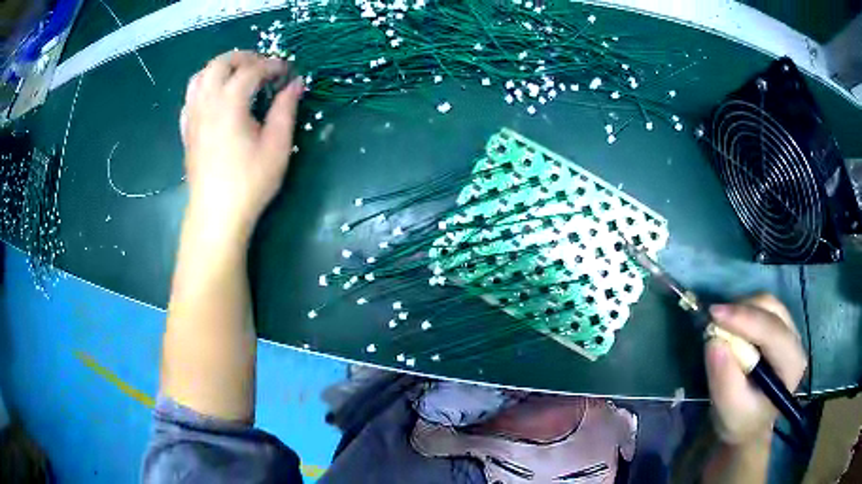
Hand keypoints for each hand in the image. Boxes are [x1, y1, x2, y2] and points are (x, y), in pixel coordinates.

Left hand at [180, 50, 302, 238]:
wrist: (216, 214)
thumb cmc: (250, 182)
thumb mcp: (277, 145)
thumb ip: (285, 109)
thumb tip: (296, 83)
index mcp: (229, 104)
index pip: (251, 69)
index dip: (272, 65)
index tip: (288, 71)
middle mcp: (207, 103)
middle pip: (220, 63)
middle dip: (244, 57)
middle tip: (263, 67)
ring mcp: (192, 116)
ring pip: (200, 76)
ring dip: (221, 68)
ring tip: (238, 76)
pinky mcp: (187, 130)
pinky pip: (190, 97)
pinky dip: (204, 87)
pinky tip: (216, 98)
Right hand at [705, 294, 806, 444]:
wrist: (749, 425)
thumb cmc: (741, 422)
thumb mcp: (729, 411)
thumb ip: (724, 380)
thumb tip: (713, 341)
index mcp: (792, 365)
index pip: (772, 332)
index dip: (745, 319)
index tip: (714, 315)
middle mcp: (795, 342)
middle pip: (772, 310)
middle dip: (742, 311)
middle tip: (714, 321)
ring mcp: (789, 331)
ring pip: (767, 304)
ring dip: (742, 310)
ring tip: (721, 326)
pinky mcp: (780, 327)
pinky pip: (763, 308)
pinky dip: (744, 311)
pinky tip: (732, 327)